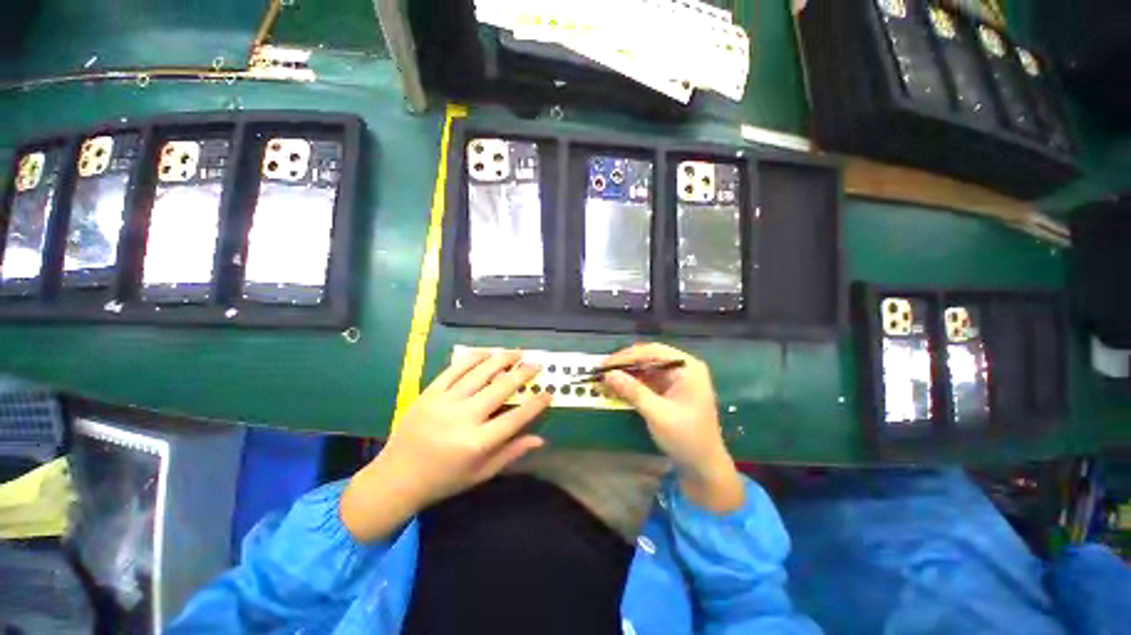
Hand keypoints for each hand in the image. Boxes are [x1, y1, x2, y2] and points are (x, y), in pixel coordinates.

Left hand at [341, 350, 551, 540]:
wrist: (394, 478)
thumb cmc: (442, 480)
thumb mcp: (479, 474)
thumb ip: (510, 453)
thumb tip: (540, 438)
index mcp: (476, 443)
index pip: (515, 418)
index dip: (535, 404)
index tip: (548, 393)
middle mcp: (462, 418)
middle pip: (500, 388)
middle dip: (522, 373)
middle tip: (536, 364)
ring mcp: (443, 402)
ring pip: (479, 373)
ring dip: (501, 359)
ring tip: (516, 352)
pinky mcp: (429, 393)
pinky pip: (454, 369)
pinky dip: (473, 358)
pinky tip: (487, 353)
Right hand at [602, 343, 743, 511]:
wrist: (704, 468)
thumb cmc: (686, 438)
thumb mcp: (657, 414)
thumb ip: (633, 391)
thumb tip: (608, 374)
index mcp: (687, 367)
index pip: (652, 351)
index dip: (626, 356)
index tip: (604, 364)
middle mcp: (683, 368)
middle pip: (648, 357)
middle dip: (624, 365)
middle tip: (601, 371)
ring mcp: (677, 379)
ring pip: (646, 368)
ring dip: (626, 374)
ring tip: (604, 379)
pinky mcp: (671, 390)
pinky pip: (648, 380)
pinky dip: (632, 384)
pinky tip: (617, 387)